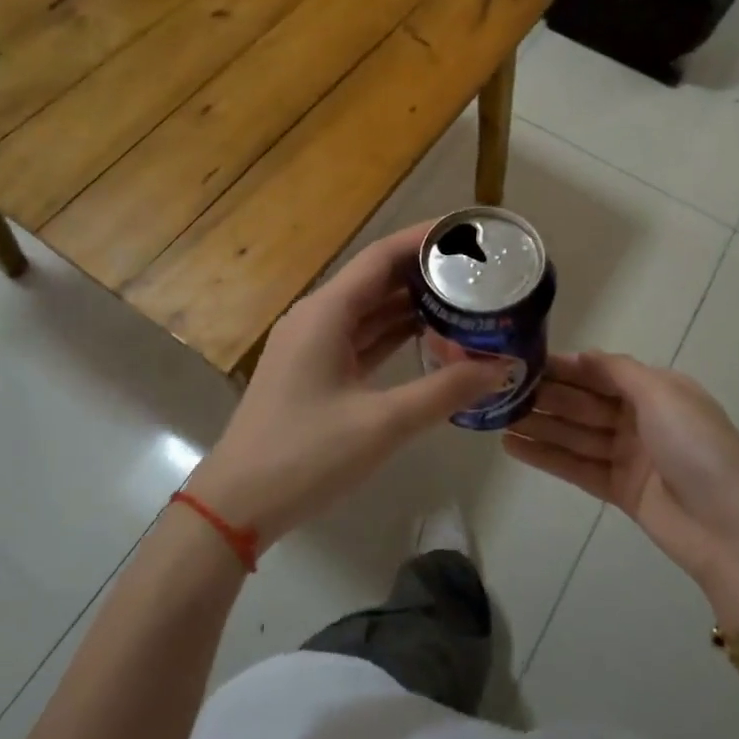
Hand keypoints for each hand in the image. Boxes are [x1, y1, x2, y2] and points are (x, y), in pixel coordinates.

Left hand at [184, 225, 510, 547]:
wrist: (236, 506)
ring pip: (369, 309)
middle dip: (424, 270)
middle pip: (376, 278)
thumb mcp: (382, 423)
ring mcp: (312, 344)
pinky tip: (429, 335)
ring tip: (463, 296)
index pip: (381, 256)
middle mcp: (317, 316)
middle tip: (476, 267)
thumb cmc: (305, 455)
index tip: (466, 232)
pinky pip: (361, 336)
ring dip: (411, 302)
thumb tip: (502, 367)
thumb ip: (445, 391)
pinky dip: (393, 332)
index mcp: (326, 312)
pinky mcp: (314, 370)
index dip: (423, 239)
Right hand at [505, 352, 738, 628]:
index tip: (524, 359)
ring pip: (576, 434)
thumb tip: (582, 353)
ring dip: (539, 425)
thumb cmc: (698, 448)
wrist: (733, 532)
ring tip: (496, 417)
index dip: (566, 366)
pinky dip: (547, 456)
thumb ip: (619, 371)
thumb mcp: (664, 394)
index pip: (602, 371)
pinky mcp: (620, 491)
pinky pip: (577, 466)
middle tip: (500, 388)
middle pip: (585, 401)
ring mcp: (630, 456)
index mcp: (658, 390)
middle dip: (547, 394)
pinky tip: (513, 446)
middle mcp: (642, 419)